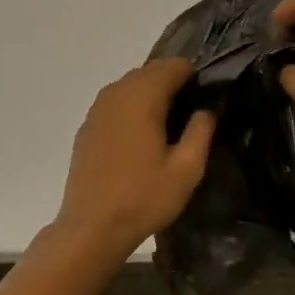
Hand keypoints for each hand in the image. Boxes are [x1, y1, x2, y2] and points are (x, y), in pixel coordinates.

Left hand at [54, 59, 214, 257]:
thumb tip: (206, 108)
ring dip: (151, 95)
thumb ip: (201, 131)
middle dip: (173, 84)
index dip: (194, 77)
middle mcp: (117, 92)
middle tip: (191, 115)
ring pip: (131, 85)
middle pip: (151, 71)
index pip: (174, 65)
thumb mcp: (186, 170)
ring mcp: (98, 108)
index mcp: (142, 96)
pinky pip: (116, 102)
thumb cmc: (143, 198)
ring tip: (168, 126)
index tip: (206, 100)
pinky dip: (131, 108)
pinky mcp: (87, 126)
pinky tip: (140, 137)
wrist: (90, 228)